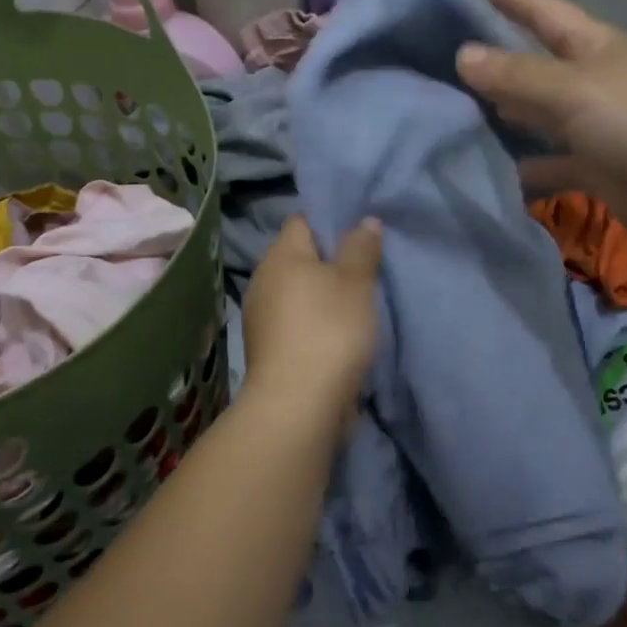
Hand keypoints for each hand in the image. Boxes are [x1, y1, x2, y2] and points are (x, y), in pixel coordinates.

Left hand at [241, 215, 382, 427]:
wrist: (297, 405)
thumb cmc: (329, 329)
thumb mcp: (356, 282)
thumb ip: (361, 248)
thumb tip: (365, 220)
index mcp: (280, 255)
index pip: (302, 222)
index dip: (329, 222)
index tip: (358, 236)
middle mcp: (263, 281)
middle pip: (299, 258)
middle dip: (328, 262)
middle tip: (364, 270)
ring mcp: (261, 318)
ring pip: (297, 293)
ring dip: (321, 297)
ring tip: (356, 305)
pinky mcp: (268, 350)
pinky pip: (295, 322)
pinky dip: (314, 324)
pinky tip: (338, 336)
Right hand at [456, 0, 626, 250]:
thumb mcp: (574, 90)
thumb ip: (516, 75)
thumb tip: (462, 55)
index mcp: (596, 48)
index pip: (549, 15)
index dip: (520, 0)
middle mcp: (595, 83)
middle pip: (539, 67)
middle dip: (503, 62)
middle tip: (454, 59)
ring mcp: (598, 128)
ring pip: (542, 117)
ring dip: (510, 116)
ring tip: (462, 114)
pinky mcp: (599, 170)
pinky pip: (554, 164)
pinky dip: (529, 166)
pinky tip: (497, 169)